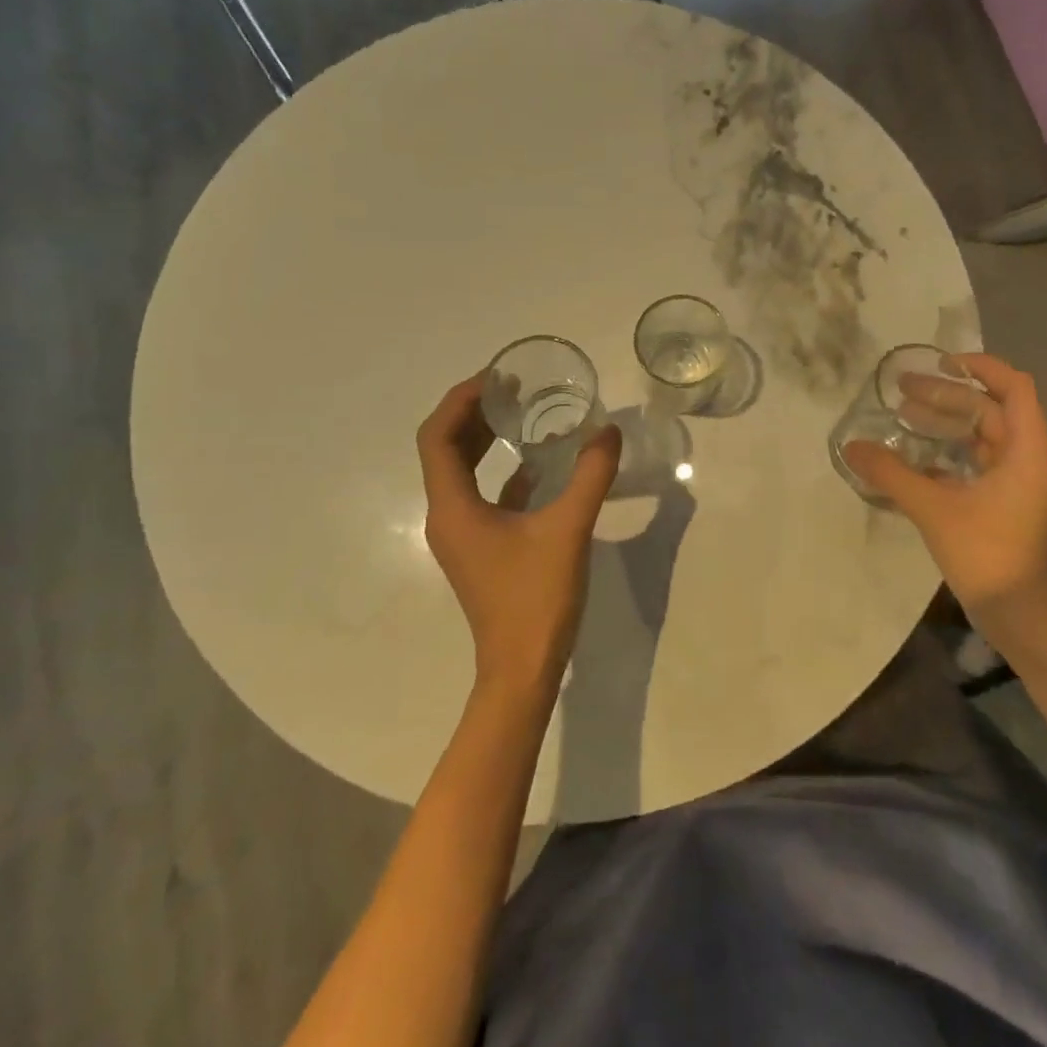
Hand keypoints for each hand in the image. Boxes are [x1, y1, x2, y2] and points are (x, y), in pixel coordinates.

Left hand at [417, 375, 622, 696]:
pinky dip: (501, 469)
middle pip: (445, 449)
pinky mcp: (480, 546)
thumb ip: (590, 476)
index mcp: (453, 507)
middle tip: (510, 386)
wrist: (523, 669)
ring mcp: (462, 533)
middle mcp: (447, 515)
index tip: (495, 377)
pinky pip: (481, 494)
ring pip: (461, 471)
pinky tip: (536, 460)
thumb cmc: (536, 598)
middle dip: (472, 412)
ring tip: (518, 410)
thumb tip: (608, 431)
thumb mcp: (568, 529)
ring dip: (484, 438)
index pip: (438, 437)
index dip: (460, 400)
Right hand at [842, 354, 1046, 629]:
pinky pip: (974, 461)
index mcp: (1026, 451)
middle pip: (990, 408)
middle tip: (902, 389)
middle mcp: (1026, 458)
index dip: (980, 367)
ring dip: (945, 421)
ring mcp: (1015, 482)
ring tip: (903, 415)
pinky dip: (946, 451)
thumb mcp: (933, 509)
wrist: (1019, 616)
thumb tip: (851, 446)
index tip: (939, 362)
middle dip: (947, 394)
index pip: (1015, 387)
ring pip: (981, 435)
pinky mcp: (1002, 502)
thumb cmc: (987, 555)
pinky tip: (913, 456)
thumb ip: (891, 474)